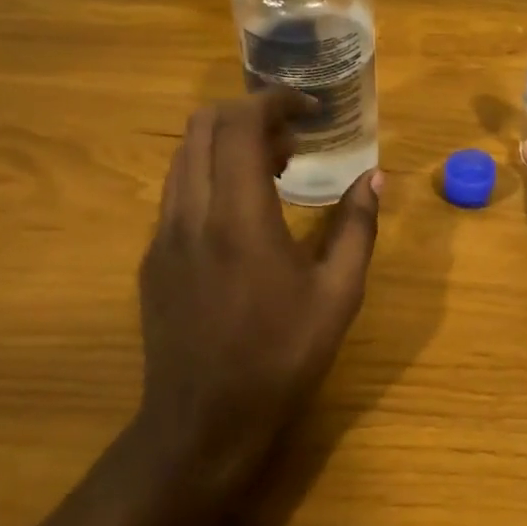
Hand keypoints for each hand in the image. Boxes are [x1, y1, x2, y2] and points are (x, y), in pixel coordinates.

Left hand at [134, 90, 381, 490]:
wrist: (201, 424)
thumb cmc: (280, 358)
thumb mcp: (338, 295)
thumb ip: (357, 227)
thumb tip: (374, 177)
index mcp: (239, 217)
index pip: (240, 125)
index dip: (275, 101)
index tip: (309, 108)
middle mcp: (191, 213)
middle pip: (202, 126)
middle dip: (250, 114)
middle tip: (294, 138)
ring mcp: (163, 235)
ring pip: (184, 155)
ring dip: (227, 143)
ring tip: (274, 168)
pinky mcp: (152, 257)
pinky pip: (177, 189)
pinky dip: (210, 173)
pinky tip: (243, 210)